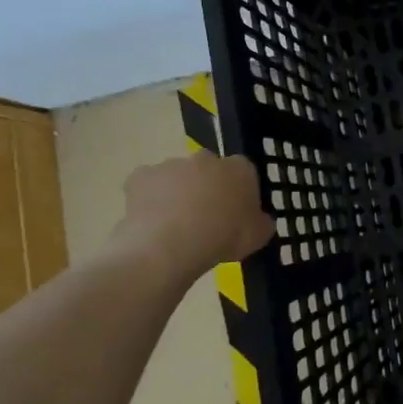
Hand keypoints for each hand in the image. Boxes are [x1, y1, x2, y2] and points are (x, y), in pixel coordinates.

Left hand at [109, 153, 273, 271]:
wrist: (172, 244)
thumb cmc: (224, 237)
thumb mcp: (258, 237)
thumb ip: (261, 223)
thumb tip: (260, 220)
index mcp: (240, 169)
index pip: (244, 172)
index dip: (239, 193)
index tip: (235, 214)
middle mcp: (206, 159)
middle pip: (208, 169)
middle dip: (206, 186)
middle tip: (204, 217)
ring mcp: (172, 164)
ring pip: (176, 176)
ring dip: (177, 192)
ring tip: (174, 225)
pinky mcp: (141, 176)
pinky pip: (147, 185)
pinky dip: (148, 198)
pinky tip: (150, 221)